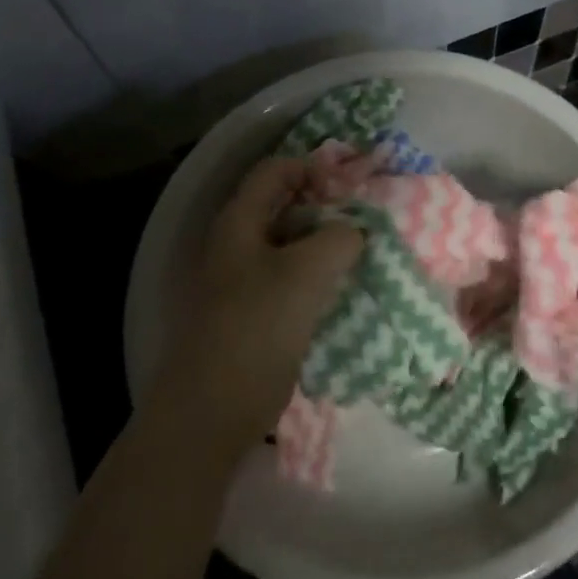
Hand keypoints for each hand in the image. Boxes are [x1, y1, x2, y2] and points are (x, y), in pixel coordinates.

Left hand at [158, 158, 362, 460]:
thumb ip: (339, 238)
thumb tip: (355, 230)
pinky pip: (289, 279)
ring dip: (324, 243)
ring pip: (290, 244)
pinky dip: (317, 275)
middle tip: (365, 219)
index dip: (314, 168)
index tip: (353, 188)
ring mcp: (242, 280)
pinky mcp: (253, 313)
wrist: (211, 410)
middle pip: (283, 205)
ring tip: (363, 252)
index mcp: (239, 222)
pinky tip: (343, 288)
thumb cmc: (256, 328)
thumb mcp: (306, 272)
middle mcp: (237, 243)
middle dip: (325, 206)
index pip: (276, 170)